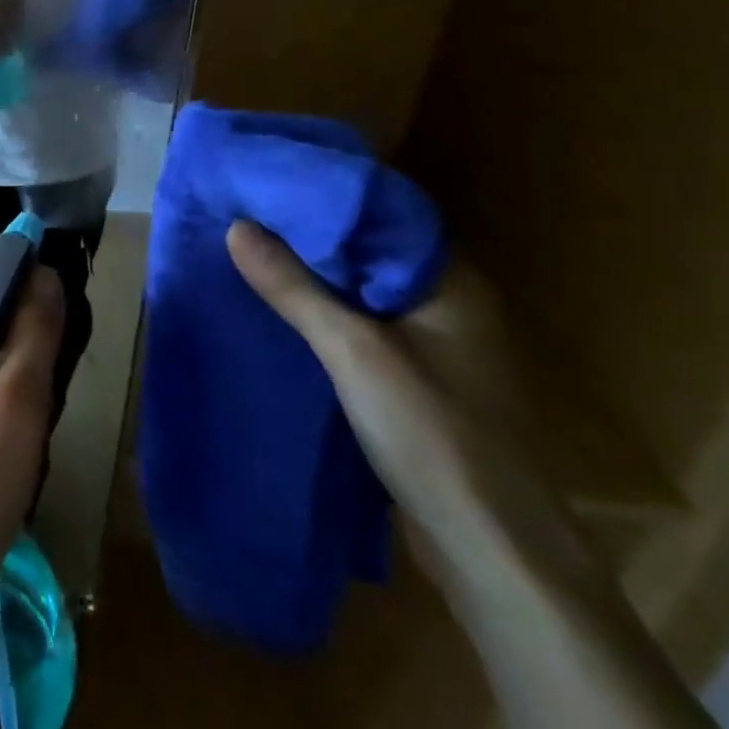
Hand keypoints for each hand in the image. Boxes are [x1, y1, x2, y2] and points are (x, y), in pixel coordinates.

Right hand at [225, 220, 553, 567]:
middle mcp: (445, 299)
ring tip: (248, 246)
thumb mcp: (352, 351)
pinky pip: (358, 321)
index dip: (321, 193)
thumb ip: (294, 286)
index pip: (378, 212)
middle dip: (306, 232)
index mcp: (449, 279)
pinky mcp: (414, 375)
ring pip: (359, 287)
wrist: (492, 551)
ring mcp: (432, 341)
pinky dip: (320, 308)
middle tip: (244, 207)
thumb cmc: (433, 434)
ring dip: (309, 272)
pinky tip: (278, 303)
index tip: (266, 178)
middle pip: (364, 249)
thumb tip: (236, 225)